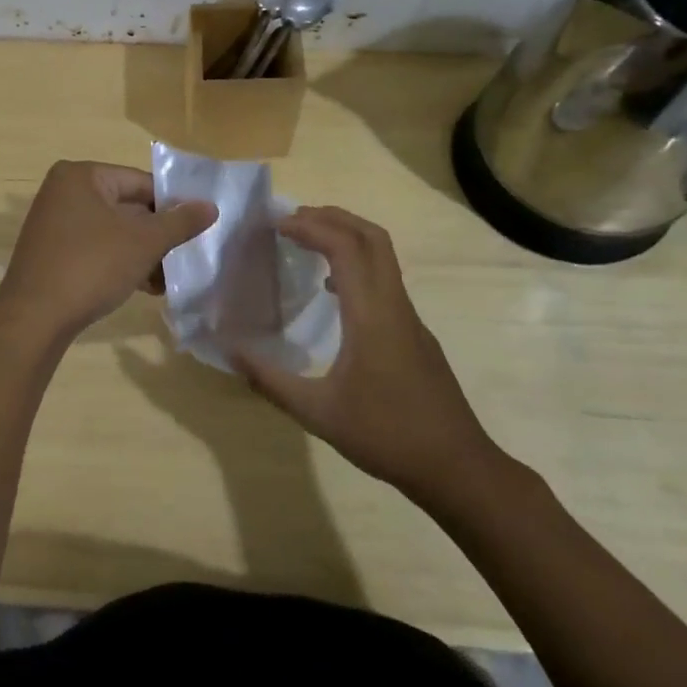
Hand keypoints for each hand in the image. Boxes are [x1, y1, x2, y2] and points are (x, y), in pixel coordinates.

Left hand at [0, 161, 216, 340]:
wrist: (34, 319)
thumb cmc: (91, 266)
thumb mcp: (144, 242)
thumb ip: (180, 222)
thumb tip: (210, 206)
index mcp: (81, 176)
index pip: (140, 182)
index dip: (172, 205)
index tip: (196, 229)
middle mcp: (63, 192)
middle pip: (126, 207)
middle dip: (156, 235)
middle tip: (183, 257)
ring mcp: (54, 223)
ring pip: (112, 232)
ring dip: (142, 254)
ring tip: (166, 280)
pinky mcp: (51, 252)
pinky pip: (95, 249)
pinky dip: (119, 263)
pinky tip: (144, 288)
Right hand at [233, 206, 508, 515]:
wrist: (457, 468)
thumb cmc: (386, 436)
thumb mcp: (318, 412)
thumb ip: (270, 380)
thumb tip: (229, 351)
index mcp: (372, 315)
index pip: (346, 247)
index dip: (311, 227)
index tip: (277, 224)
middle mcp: (395, 305)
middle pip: (372, 237)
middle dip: (332, 218)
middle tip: (292, 219)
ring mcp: (410, 318)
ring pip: (383, 256)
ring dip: (347, 237)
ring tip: (307, 242)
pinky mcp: (415, 333)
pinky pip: (385, 280)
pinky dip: (357, 264)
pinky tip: (333, 290)